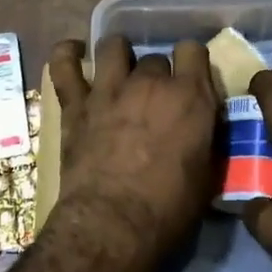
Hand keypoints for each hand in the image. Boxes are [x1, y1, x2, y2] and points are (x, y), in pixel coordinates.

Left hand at [51, 36, 219, 240]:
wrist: (113, 226)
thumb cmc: (169, 209)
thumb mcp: (207, 175)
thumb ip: (207, 139)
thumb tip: (204, 127)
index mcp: (190, 96)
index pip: (194, 50)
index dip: (191, 63)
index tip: (190, 80)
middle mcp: (151, 82)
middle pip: (154, 58)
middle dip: (156, 75)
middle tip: (153, 100)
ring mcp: (110, 89)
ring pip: (113, 46)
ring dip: (118, 55)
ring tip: (118, 70)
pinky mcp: (76, 104)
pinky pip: (64, 64)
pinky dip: (67, 55)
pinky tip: (73, 54)